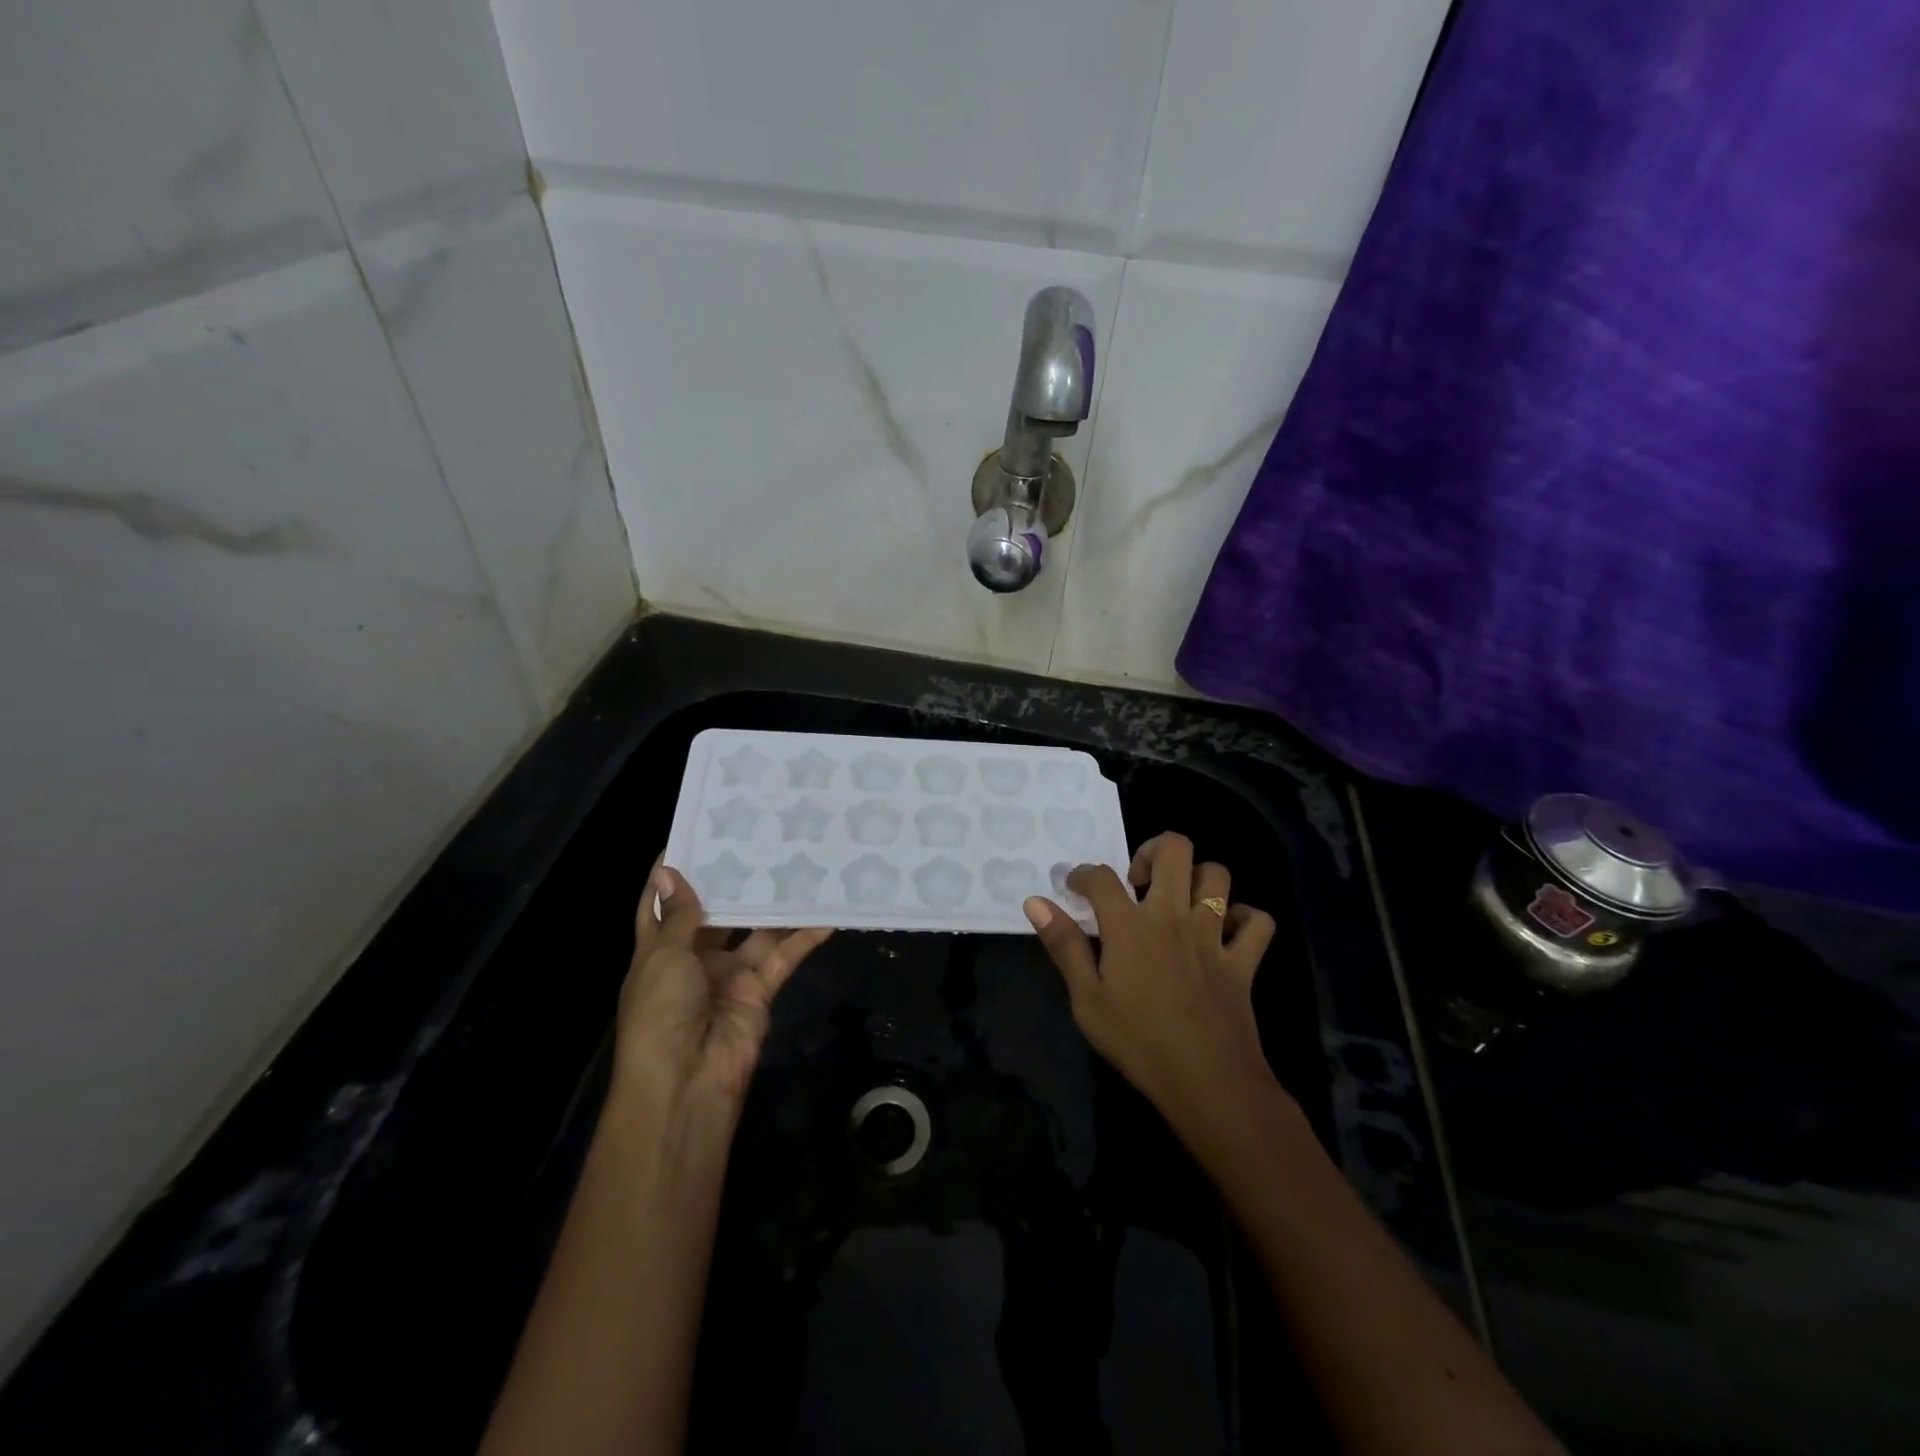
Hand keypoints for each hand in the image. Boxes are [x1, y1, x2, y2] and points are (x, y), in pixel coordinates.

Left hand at [613, 859, 832, 1116]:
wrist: (686, 1083)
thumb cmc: (660, 1013)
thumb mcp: (663, 957)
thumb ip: (679, 914)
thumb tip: (668, 870)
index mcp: (658, 951)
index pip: (661, 905)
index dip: (672, 874)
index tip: (696, 833)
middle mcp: (693, 959)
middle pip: (716, 913)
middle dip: (733, 882)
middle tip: (760, 838)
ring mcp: (729, 975)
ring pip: (756, 931)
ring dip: (774, 904)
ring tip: (798, 863)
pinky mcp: (760, 990)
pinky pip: (784, 956)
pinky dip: (804, 936)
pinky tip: (827, 911)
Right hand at [1024, 833, 1277, 1128]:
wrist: (1207, 1083)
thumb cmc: (1138, 1042)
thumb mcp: (1087, 1000)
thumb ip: (1064, 946)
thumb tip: (1036, 902)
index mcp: (1131, 927)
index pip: (1102, 877)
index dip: (1084, 874)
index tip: (1076, 886)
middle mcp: (1173, 917)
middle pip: (1175, 850)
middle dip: (1153, 850)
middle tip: (1139, 879)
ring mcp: (1213, 936)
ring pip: (1217, 876)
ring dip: (1197, 878)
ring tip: (1179, 900)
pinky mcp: (1243, 960)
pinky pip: (1258, 921)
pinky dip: (1245, 918)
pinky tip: (1227, 931)